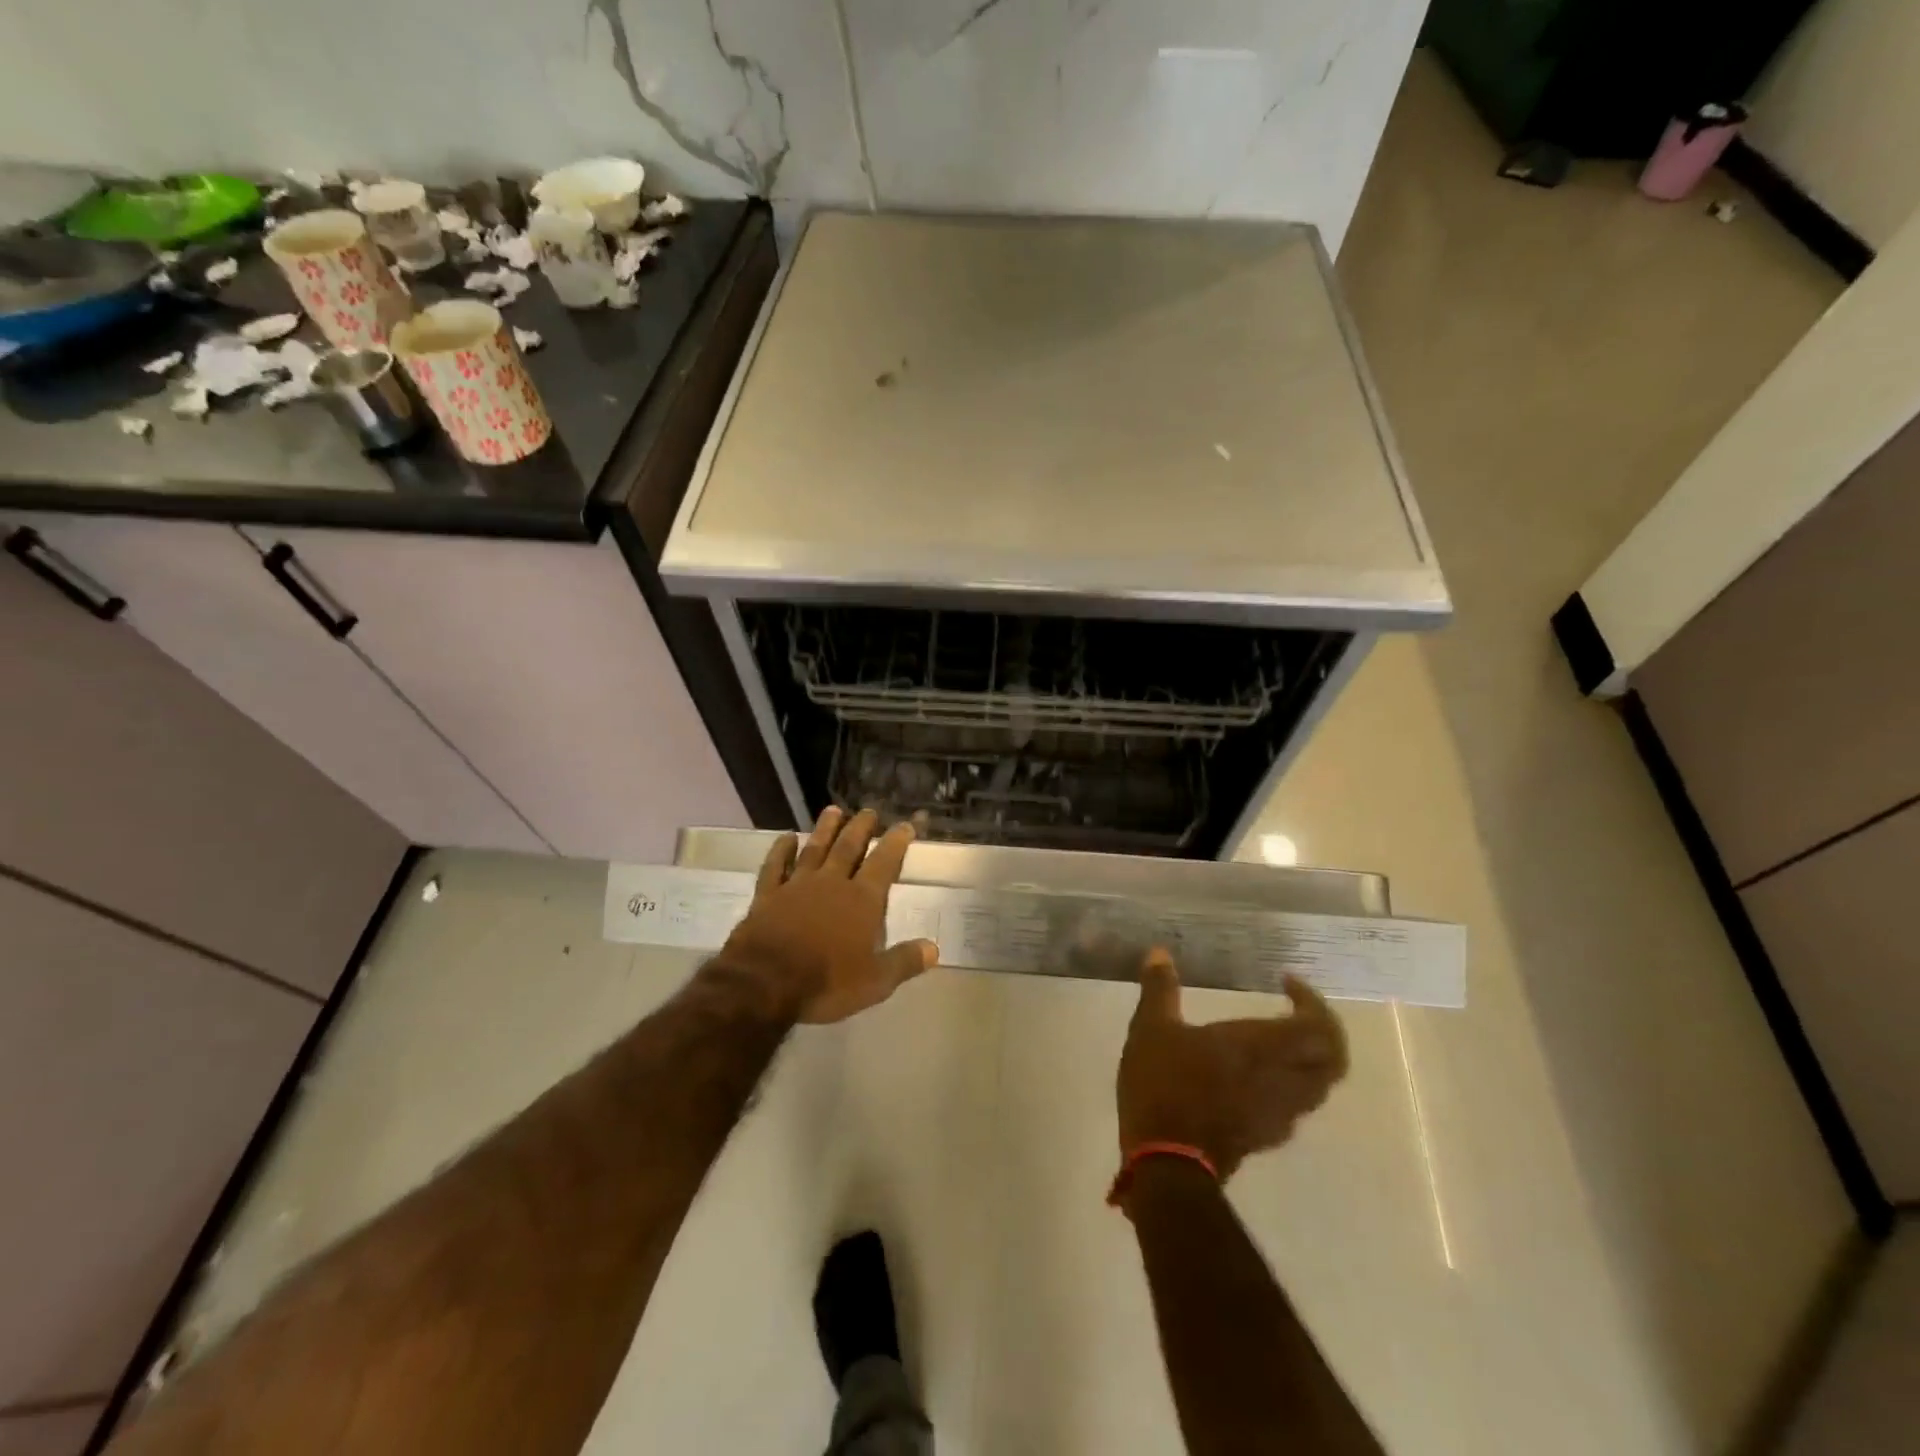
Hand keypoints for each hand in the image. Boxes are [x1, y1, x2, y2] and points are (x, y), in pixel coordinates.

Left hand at [718, 807, 939, 1024]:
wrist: (764, 983)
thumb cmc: (826, 982)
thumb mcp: (875, 982)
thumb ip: (904, 962)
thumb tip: (934, 948)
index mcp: (862, 901)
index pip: (884, 863)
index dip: (896, 842)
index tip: (905, 824)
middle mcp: (832, 884)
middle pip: (848, 847)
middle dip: (861, 827)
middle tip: (869, 810)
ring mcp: (797, 886)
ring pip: (814, 849)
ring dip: (825, 829)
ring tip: (833, 810)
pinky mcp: (767, 896)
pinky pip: (775, 866)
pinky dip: (781, 850)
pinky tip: (786, 838)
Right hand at [1116, 949, 1347, 1181]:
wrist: (1167, 1164)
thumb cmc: (1164, 1086)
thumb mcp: (1152, 1028)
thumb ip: (1159, 989)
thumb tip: (1159, 952)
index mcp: (1262, 1048)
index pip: (1318, 1027)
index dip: (1313, 1002)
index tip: (1286, 983)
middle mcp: (1282, 1080)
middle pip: (1332, 1060)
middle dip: (1322, 1032)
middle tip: (1297, 1011)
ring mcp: (1277, 1114)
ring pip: (1318, 1086)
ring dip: (1310, 1060)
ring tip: (1280, 1042)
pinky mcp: (1265, 1137)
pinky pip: (1295, 1105)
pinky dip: (1290, 1084)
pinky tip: (1260, 1078)